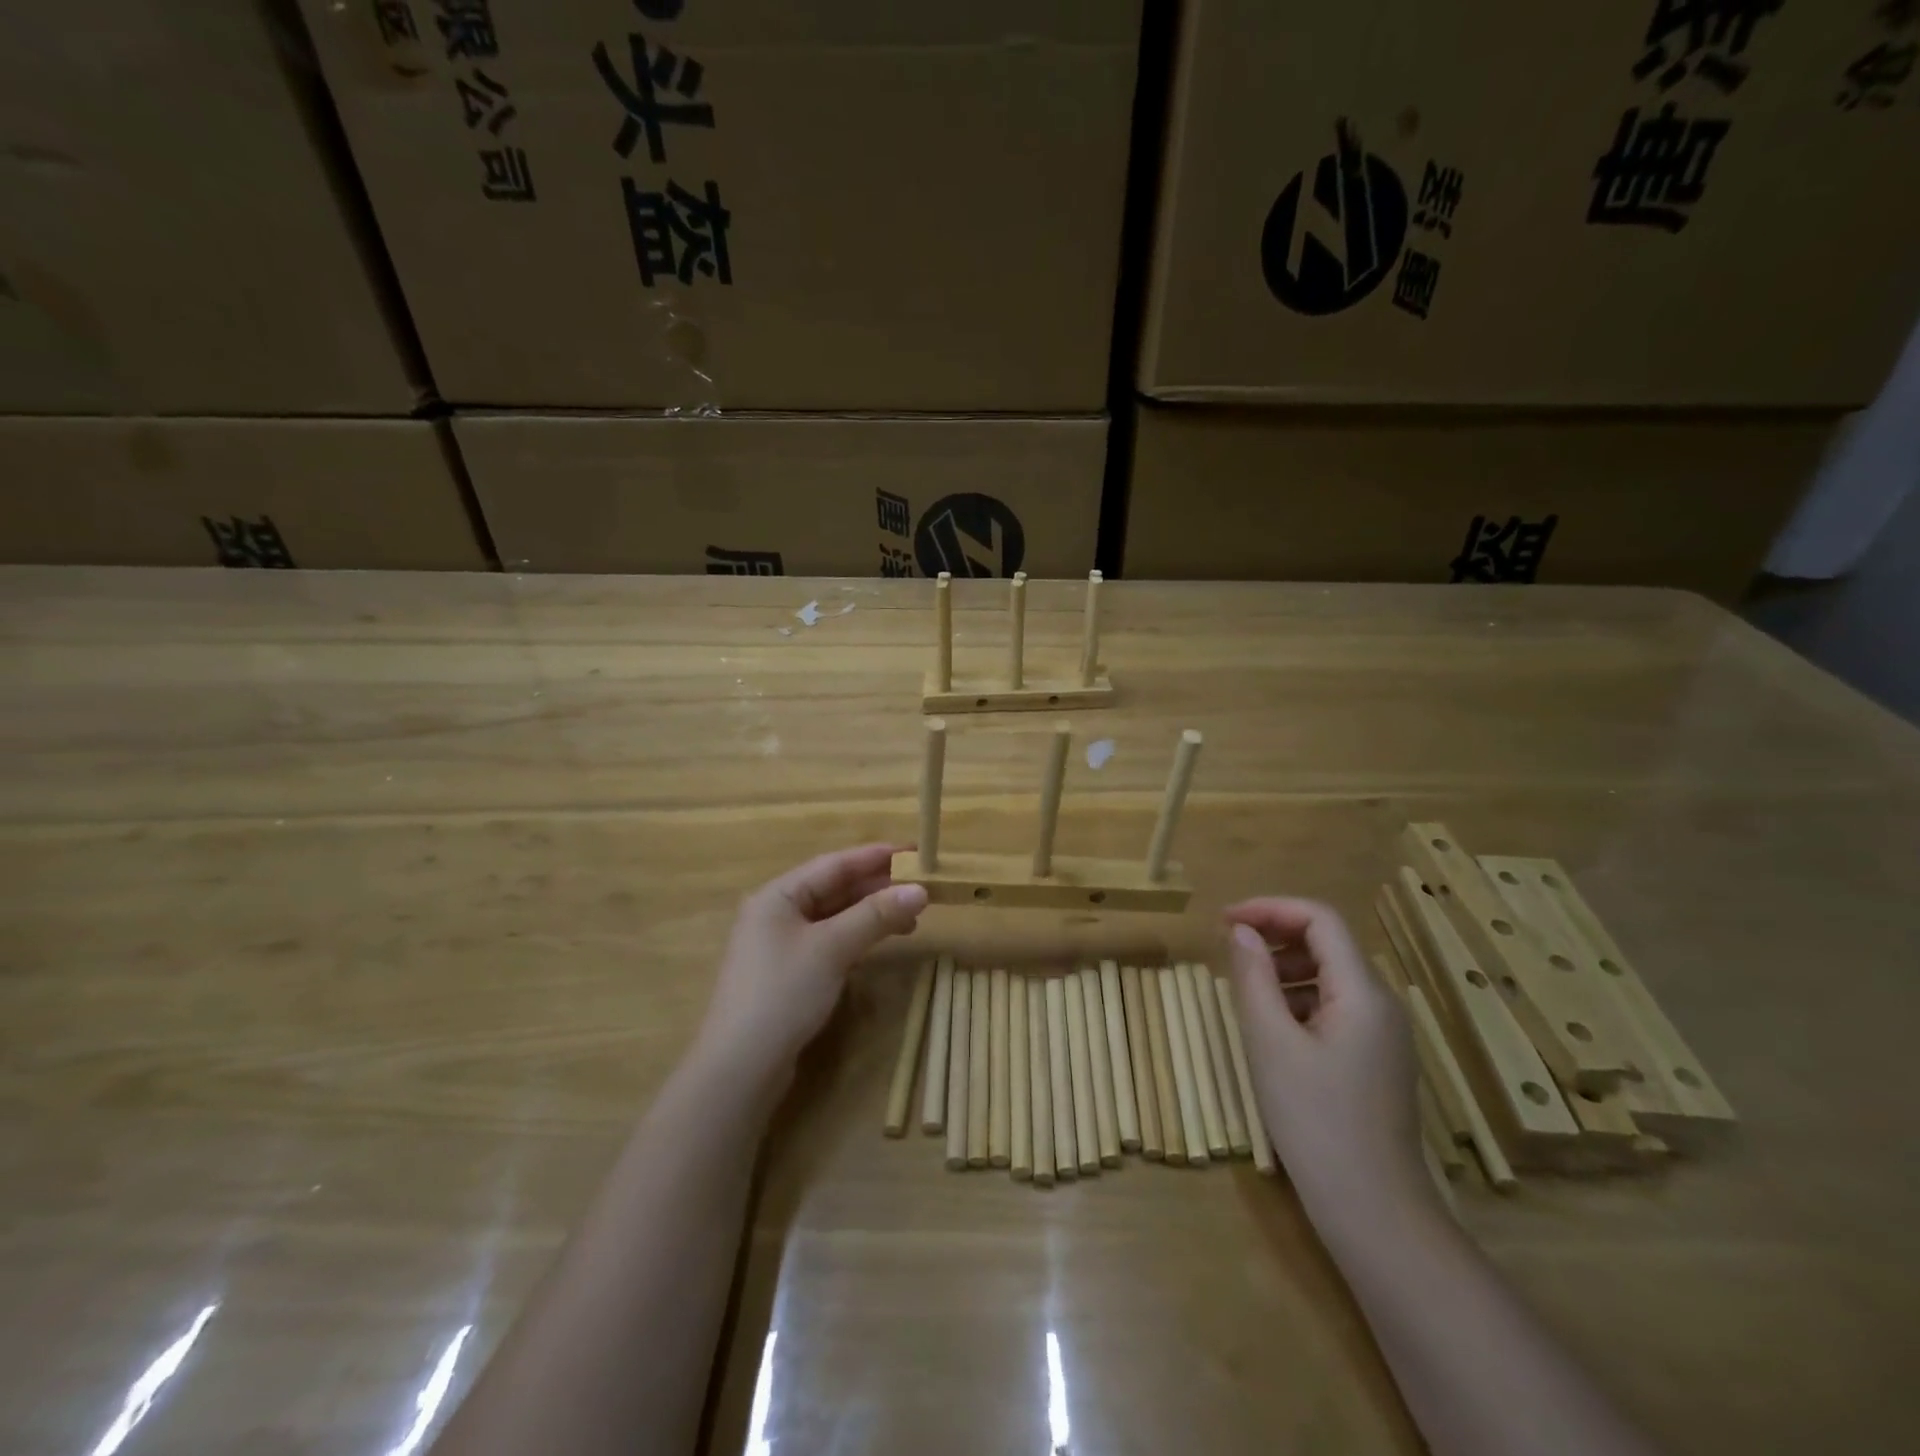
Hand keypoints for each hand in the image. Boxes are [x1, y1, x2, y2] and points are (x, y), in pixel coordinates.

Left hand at [697, 844, 928, 1077]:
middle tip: (921, 886)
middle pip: (834, 889)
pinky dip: (857, 938)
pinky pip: (830, 942)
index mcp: (778, 895)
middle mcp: (776, 913)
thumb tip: (920, 890)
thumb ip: (876, 915)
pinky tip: (880, 942)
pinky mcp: (789, 974)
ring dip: (871, 914)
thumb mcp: (832, 948)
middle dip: (877, 887)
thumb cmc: (783, 993)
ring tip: (911, 918)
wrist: (740, 1068)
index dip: (876, 856)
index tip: (915, 852)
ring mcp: (781, 945)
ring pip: (834, 917)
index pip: (834, 864)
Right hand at [1224, 898, 1426, 1225]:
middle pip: (1327, 944)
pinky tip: (1272, 1029)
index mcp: (1363, 992)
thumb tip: (1240, 930)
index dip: (1269, 908)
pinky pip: (1335, 1008)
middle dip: (1275, 937)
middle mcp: (1382, 1003)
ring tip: (1244, 992)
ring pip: (1330, 976)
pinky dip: (1298, 1001)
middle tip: (1227, 951)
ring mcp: (1383, 1034)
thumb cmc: (1316, 1121)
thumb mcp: (1270, 1043)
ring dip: (1284, 969)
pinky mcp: (1376, 1059)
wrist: (1374, 1212)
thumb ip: (1253, 977)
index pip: (1320, 919)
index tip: (1223, 919)